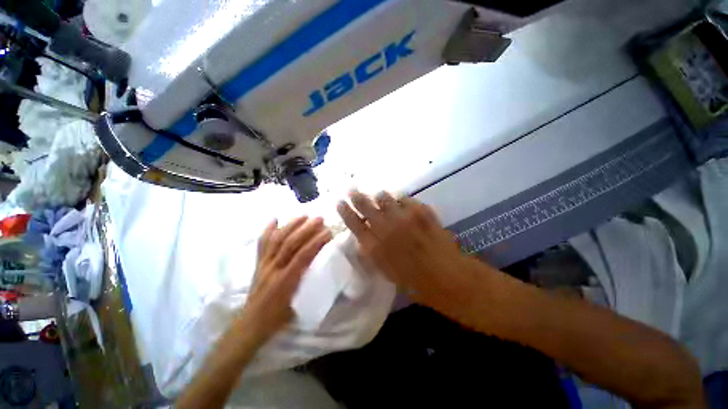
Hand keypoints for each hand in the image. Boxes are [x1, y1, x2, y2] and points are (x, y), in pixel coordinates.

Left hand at [237, 217, 331, 344]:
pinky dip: (268, 230)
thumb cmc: (279, 317)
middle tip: (319, 219)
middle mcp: (273, 269)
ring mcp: (263, 264)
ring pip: (276, 240)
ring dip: (291, 225)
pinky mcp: (258, 263)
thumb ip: (311, 286)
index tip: (328, 233)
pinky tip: (275, 219)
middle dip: (305, 228)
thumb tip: (327, 270)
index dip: (316, 242)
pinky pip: (262, 243)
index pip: (303, 256)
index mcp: (286, 282)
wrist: (251, 324)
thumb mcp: (299, 305)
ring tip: (304, 215)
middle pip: (289, 243)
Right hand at [337, 191, 486, 312]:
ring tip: (378, 196)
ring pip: (385, 198)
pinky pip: (405, 199)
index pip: (354, 223)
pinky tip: (401, 203)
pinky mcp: (421, 211)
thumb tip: (362, 240)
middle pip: (366, 205)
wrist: (446, 276)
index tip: (339, 202)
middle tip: (352, 189)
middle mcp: (387, 228)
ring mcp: (405, 217)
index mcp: (376, 246)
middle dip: (357, 196)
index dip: (345, 211)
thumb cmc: (414, 280)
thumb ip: (371, 254)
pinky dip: (401, 200)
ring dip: (379, 197)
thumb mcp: (385, 272)